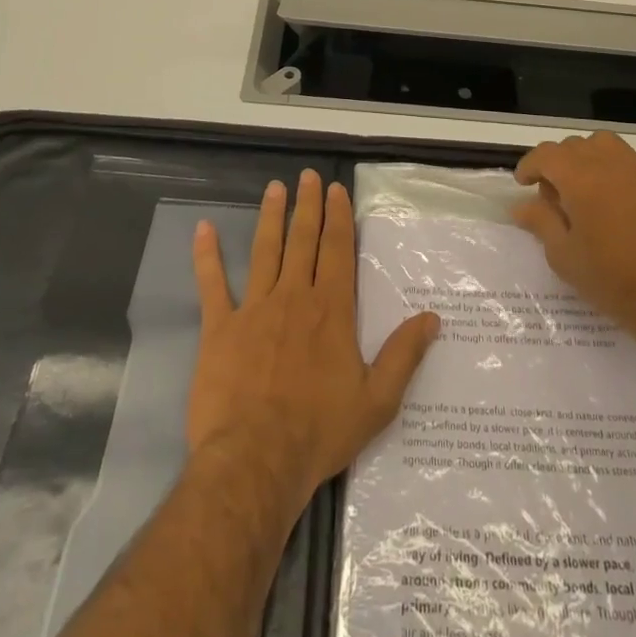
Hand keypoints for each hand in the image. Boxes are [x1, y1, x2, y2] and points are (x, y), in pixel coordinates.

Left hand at [189, 170, 440, 512]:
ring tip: (274, 188)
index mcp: (331, 310)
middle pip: (303, 240)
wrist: (256, 460)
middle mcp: (294, 297)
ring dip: (270, 217)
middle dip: (307, 205)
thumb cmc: (319, 431)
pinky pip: (212, 284)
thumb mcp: (376, 401)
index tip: (336, 190)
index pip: (337, 250)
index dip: (338, 217)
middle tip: (307, 176)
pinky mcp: (220, 328)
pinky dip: (207, 255)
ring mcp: (254, 308)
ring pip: (265, 250)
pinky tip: (202, 229)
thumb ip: (404, 355)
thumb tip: (432, 318)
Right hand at [512, 131, 635, 356]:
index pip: (546, 154)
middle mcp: (610, 163)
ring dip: (587, 158)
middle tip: (553, 195)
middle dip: (557, 163)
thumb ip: (541, 222)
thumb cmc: (612, 279)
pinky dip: (613, 169)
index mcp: (580, 178)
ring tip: (585, 189)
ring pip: (604, 145)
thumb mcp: (564, 256)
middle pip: (574, 146)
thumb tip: (521, 205)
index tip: (523, 183)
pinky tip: (615, 201)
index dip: (530, 165)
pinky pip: (629, 161)